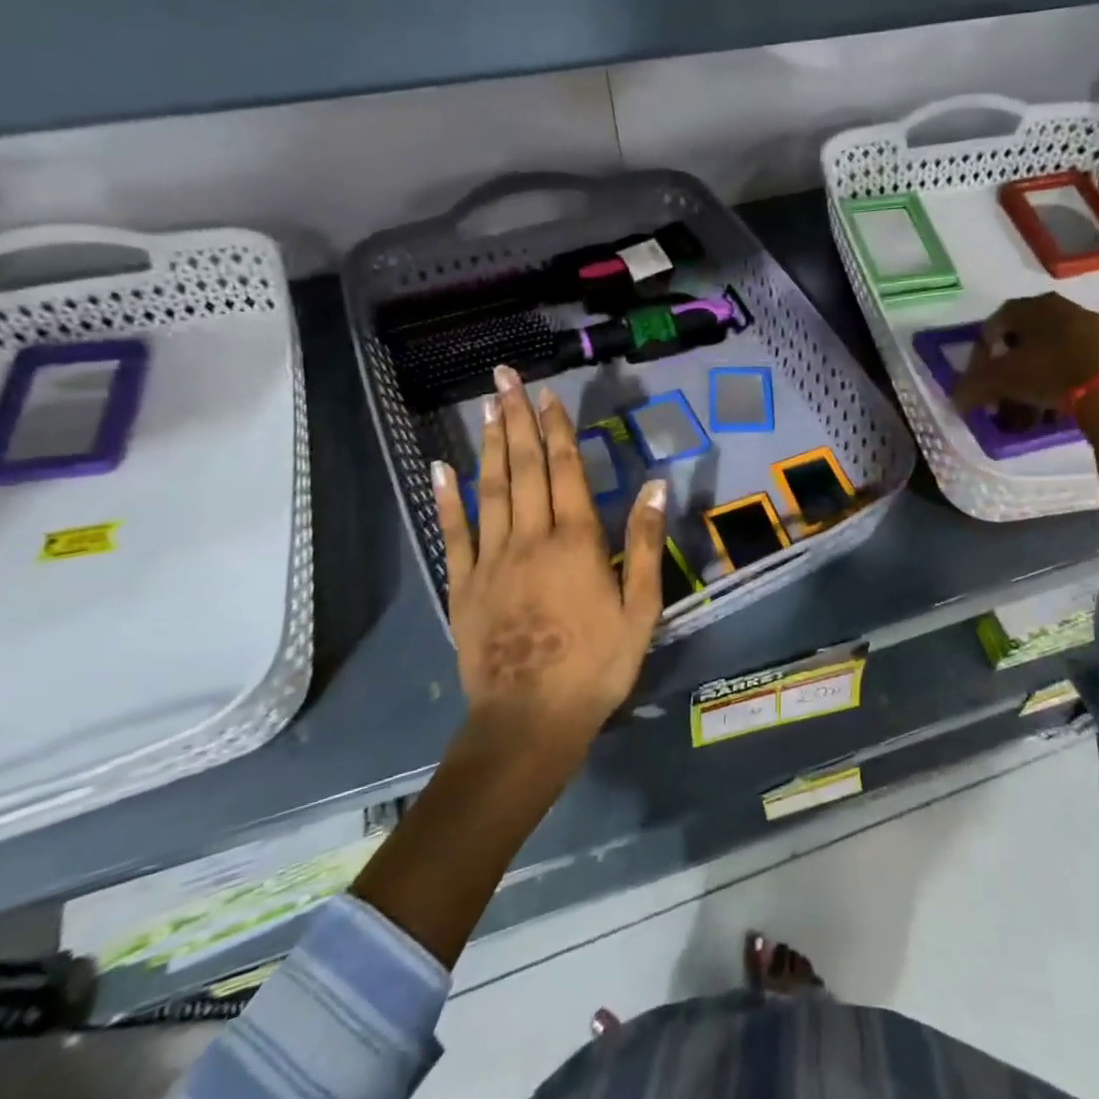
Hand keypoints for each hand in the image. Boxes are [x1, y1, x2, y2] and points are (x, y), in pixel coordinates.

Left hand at [432, 365, 667, 748]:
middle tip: (506, 378)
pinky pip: (454, 533)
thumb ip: (645, 543)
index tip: (548, 394)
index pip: (566, 471)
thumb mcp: (641, 609)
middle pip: (525, 468)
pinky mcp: (463, 585)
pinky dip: (447, 498)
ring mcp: (491, 560)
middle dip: (517, 419)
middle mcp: (530, 538)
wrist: (530, 720)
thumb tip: (655, 484)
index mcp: (576, 542)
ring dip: (491, 445)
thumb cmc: (596, 665)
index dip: (558, 429)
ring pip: (491, 490)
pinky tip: (442, 468)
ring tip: (487, 407)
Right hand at [950, 293, 1098, 412]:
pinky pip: (1076, 364)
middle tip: (1002, 395)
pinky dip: (1062, 382)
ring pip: (1051, 353)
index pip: (995, 323)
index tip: (978, 379)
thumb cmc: (1050, 372)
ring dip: (1035, 378)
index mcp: (1031, 307)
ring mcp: (1092, 327)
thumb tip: (957, 399)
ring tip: (1030, 408)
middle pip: (1024, 338)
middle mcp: (1061, 308)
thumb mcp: (1000, 380)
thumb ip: (972, 387)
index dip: (981, 353)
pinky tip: (1059, 406)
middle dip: (1009, 369)